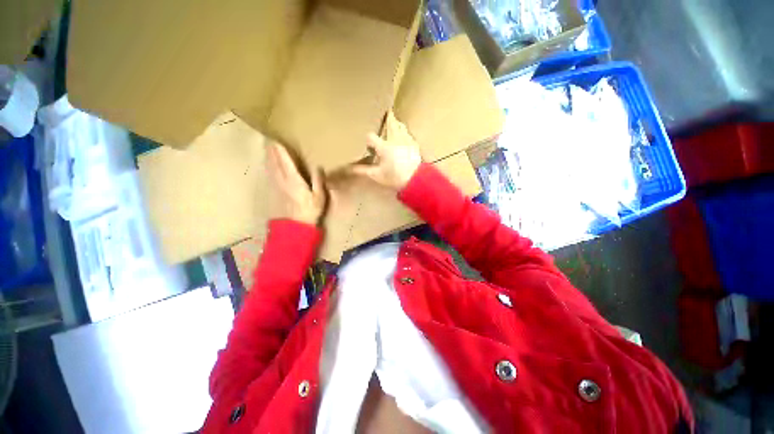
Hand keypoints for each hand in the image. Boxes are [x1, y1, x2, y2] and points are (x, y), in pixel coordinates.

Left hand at [266, 142, 325, 225]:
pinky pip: (269, 175)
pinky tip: (267, 165)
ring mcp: (275, 186)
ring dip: (268, 157)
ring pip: (269, 167)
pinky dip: (267, 167)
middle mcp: (282, 180)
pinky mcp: (273, 192)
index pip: (284, 160)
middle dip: (271, 150)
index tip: (276, 138)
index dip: (279, 149)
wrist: (295, 227)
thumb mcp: (319, 197)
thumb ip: (318, 181)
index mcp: (293, 180)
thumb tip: (318, 166)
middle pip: (274, 161)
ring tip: (266, 147)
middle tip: (269, 138)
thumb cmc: (310, 211)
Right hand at [349, 112, 421, 190]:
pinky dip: (405, 133)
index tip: (368, 144)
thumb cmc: (394, 177)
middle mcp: (394, 140)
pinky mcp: (414, 145)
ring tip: (394, 121)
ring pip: (401, 127)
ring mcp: (405, 141)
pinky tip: (404, 135)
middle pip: (390, 124)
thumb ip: (364, 170)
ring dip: (397, 124)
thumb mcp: (377, 175)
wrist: (415, 179)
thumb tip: (351, 169)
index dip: (368, 139)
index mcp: (384, 147)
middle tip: (386, 112)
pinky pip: (408, 135)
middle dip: (388, 119)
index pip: (371, 137)